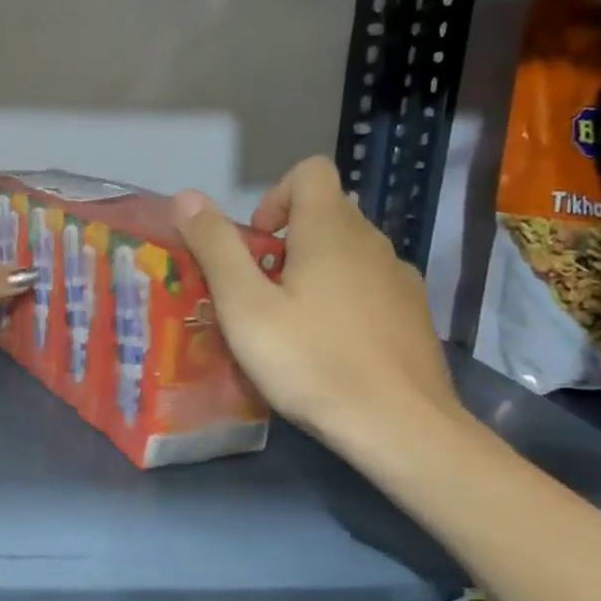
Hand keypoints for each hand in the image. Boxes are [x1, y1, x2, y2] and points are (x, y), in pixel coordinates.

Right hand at [171, 156, 462, 462]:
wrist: (402, 428)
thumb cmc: (313, 362)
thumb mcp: (246, 308)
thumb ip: (216, 248)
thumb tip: (186, 195)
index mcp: (331, 231)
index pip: (310, 172)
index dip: (274, 196)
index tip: (256, 244)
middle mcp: (372, 242)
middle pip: (326, 213)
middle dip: (286, 241)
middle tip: (260, 292)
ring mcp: (400, 278)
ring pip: (348, 252)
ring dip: (314, 271)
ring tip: (291, 324)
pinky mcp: (413, 314)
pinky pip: (370, 285)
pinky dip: (344, 298)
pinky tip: (331, 346)